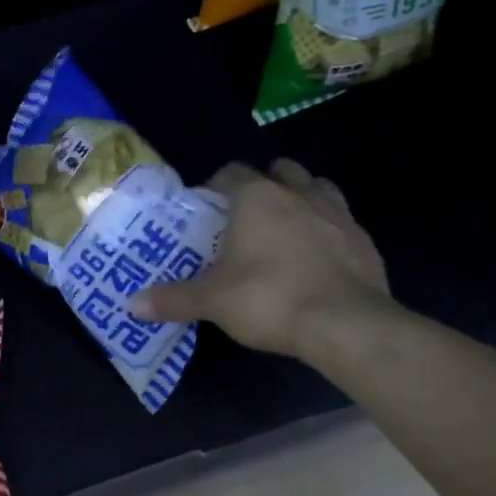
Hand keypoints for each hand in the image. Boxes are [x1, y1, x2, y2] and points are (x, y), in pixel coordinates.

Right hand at [130, 159, 390, 361]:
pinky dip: (328, 230)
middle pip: (280, 170)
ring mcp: (337, 213)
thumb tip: (131, 305)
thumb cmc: (269, 298)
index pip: (232, 172)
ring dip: (302, 198)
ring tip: (287, 229)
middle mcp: (298, 193)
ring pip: (317, 187)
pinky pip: (342, 221)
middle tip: (248, 215)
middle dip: (265, 184)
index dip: (217, 185)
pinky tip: (318, 258)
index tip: (208, 208)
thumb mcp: (212, 301)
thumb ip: (172, 299)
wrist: (346, 324)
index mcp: (257, 197)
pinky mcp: (364, 239)